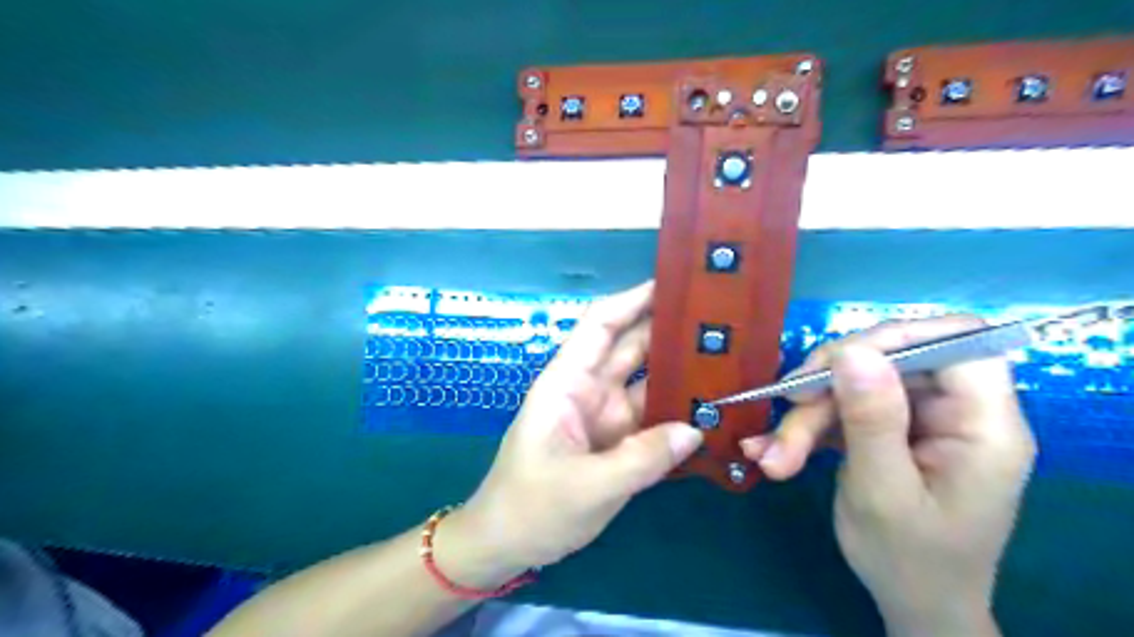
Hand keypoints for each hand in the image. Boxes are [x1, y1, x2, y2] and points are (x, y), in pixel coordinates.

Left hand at [451, 281, 701, 576]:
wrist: (508, 545)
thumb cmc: (533, 507)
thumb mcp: (589, 487)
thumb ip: (644, 458)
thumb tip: (696, 429)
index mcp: (568, 382)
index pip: (601, 324)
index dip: (634, 299)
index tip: (676, 283)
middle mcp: (589, 389)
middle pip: (631, 347)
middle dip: (670, 330)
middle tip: (722, 320)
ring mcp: (605, 415)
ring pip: (647, 381)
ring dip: (681, 370)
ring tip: (730, 358)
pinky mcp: (617, 441)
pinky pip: (652, 416)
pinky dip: (679, 410)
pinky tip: (713, 407)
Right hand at [742, 317, 1039, 634]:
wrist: (911, 604)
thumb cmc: (911, 561)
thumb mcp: (883, 493)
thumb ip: (872, 420)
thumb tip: (852, 350)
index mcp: (984, 425)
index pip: (957, 341)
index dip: (897, 336)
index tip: (836, 360)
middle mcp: (955, 411)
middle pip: (889, 359)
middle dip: (829, 385)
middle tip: (787, 409)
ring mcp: (918, 419)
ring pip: (853, 384)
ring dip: (806, 415)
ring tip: (773, 457)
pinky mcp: (887, 428)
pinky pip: (841, 407)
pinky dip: (805, 427)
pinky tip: (773, 452)